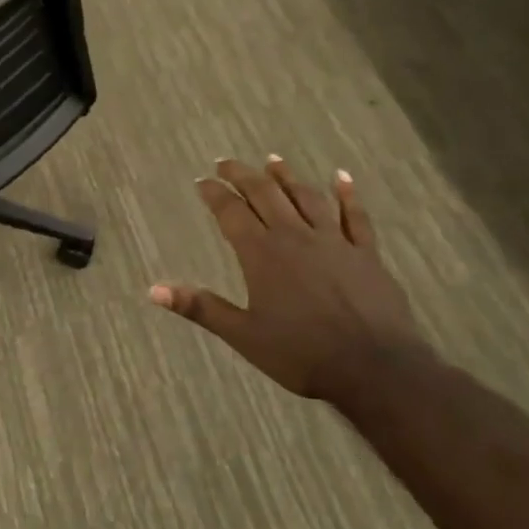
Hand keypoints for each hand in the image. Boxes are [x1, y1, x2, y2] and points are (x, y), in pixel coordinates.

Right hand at [150, 157, 430, 403]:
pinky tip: (341, 177)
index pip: (231, 212)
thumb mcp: (243, 335)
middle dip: (243, 175)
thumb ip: (201, 307)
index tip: (202, 181)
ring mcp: (333, 241)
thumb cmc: (301, 354)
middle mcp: (295, 237)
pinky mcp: (365, 253)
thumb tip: (154, 290)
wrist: (374, 368)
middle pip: (265, 194)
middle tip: (226, 162)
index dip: (214, 194)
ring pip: (306, 197)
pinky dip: (347, 194)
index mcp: (262, 254)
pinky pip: (355, 215)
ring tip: (272, 160)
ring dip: (287, 176)